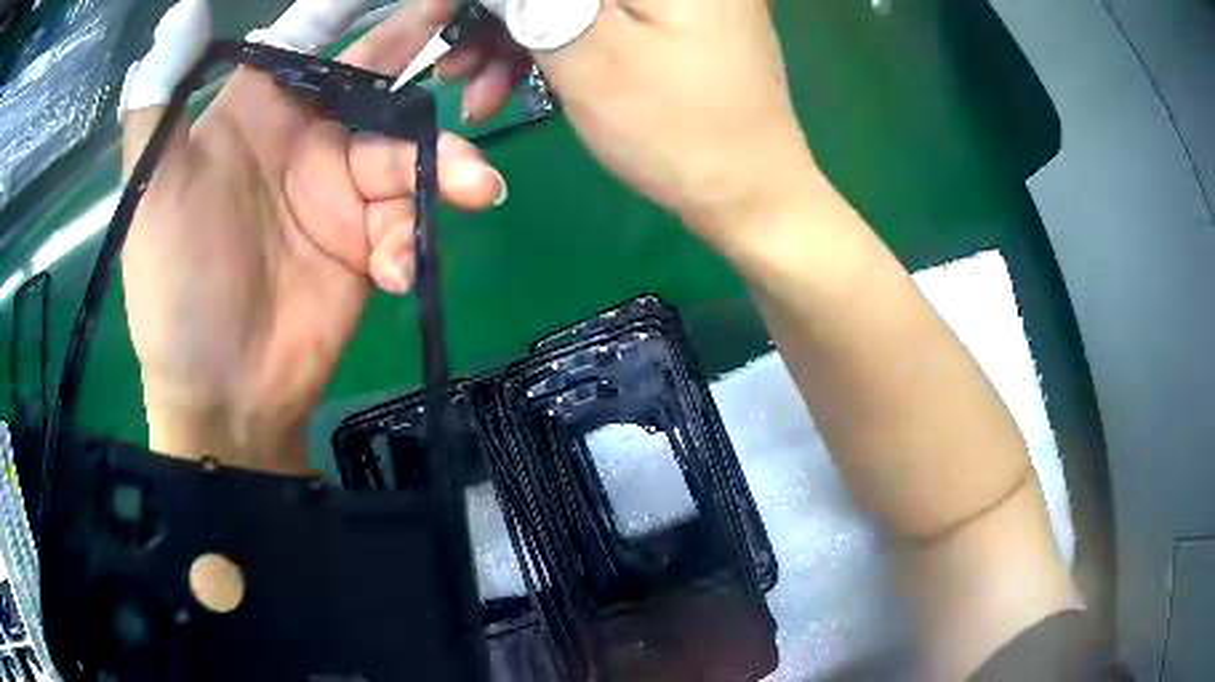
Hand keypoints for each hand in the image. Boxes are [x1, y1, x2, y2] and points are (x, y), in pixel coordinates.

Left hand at [121, 1, 504, 473]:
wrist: (224, 395)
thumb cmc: (176, 287)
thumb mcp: (154, 188)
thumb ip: (160, 97)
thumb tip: (184, 9)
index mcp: (254, 112)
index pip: (310, 38)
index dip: (350, 8)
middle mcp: (302, 139)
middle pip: (376, 82)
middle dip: (423, 56)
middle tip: (477, 39)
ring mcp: (339, 192)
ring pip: (408, 154)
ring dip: (447, 168)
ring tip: (476, 190)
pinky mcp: (368, 243)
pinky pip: (408, 222)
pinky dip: (413, 240)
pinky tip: (398, 271)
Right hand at [442, 0, 822, 255]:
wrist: (748, 195)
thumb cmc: (678, 129)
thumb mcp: (588, 53)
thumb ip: (527, 0)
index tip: (435, 17)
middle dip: (492, 13)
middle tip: (449, 59)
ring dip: (509, 36)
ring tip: (472, 89)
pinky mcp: (664, 19)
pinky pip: (591, 16)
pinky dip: (544, 46)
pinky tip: (508, 86)